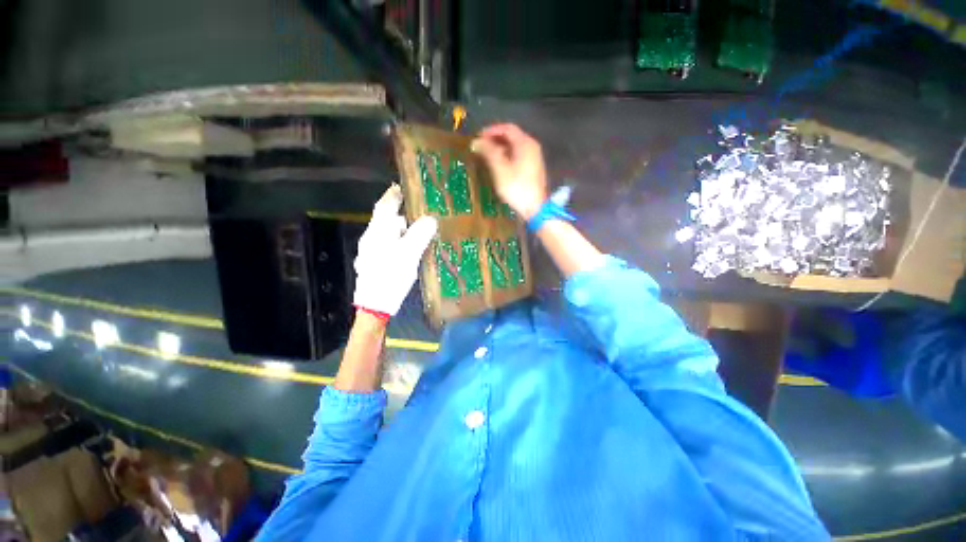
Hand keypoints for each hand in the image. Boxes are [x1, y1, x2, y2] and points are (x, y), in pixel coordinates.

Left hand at [354, 185, 437, 316]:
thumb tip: (430, 219)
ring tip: (420, 236)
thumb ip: (419, 235)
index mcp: (378, 232)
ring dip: (402, 232)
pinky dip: (399, 244)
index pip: (384, 207)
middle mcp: (371, 239)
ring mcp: (371, 252)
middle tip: (421, 217)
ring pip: (388, 235)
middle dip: (402, 216)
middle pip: (387, 221)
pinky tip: (410, 253)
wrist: (374, 305)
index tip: (401, 187)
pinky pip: (389, 246)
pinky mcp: (374, 263)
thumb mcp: (409, 255)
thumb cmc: (390, 277)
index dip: (392, 196)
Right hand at [471, 123, 547, 219]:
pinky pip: (518, 156)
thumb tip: (476, 141)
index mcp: (525, 143)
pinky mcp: (533, 168)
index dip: (491, 130)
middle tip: (481, 146)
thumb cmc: (516, 187)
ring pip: (515, 147)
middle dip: (495, 139)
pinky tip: (498, 165)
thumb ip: (489, 152)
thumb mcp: (500, 169)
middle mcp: (532, 146)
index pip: (507, 128)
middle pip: (512, 136)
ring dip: (500, 148)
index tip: (478, 137)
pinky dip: (507, 156)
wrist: (534, 208)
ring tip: (487, 156)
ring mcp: (534, 158)